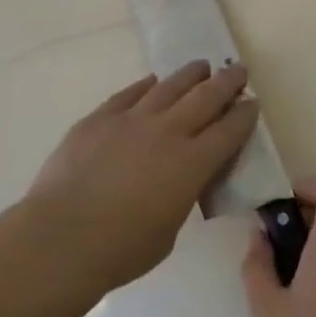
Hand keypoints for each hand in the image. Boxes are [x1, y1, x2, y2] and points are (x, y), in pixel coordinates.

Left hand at [23, 61, 259, 301]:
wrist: (62, 236)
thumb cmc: (121, 249)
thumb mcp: (169, 230)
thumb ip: (181, 196)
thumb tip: (180, 180)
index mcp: (192, 164)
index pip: (229, 130)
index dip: (244, 114)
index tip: (253, 102)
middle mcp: (168, 132)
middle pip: (205, 97)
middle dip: (226, 82)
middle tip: (237, 70)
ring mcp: (132, 119)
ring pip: (169, 86)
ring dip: (190, 75)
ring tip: (201, 67)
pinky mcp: (100, 117)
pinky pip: (130, 93)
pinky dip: (146, 85)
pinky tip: (153, 81)